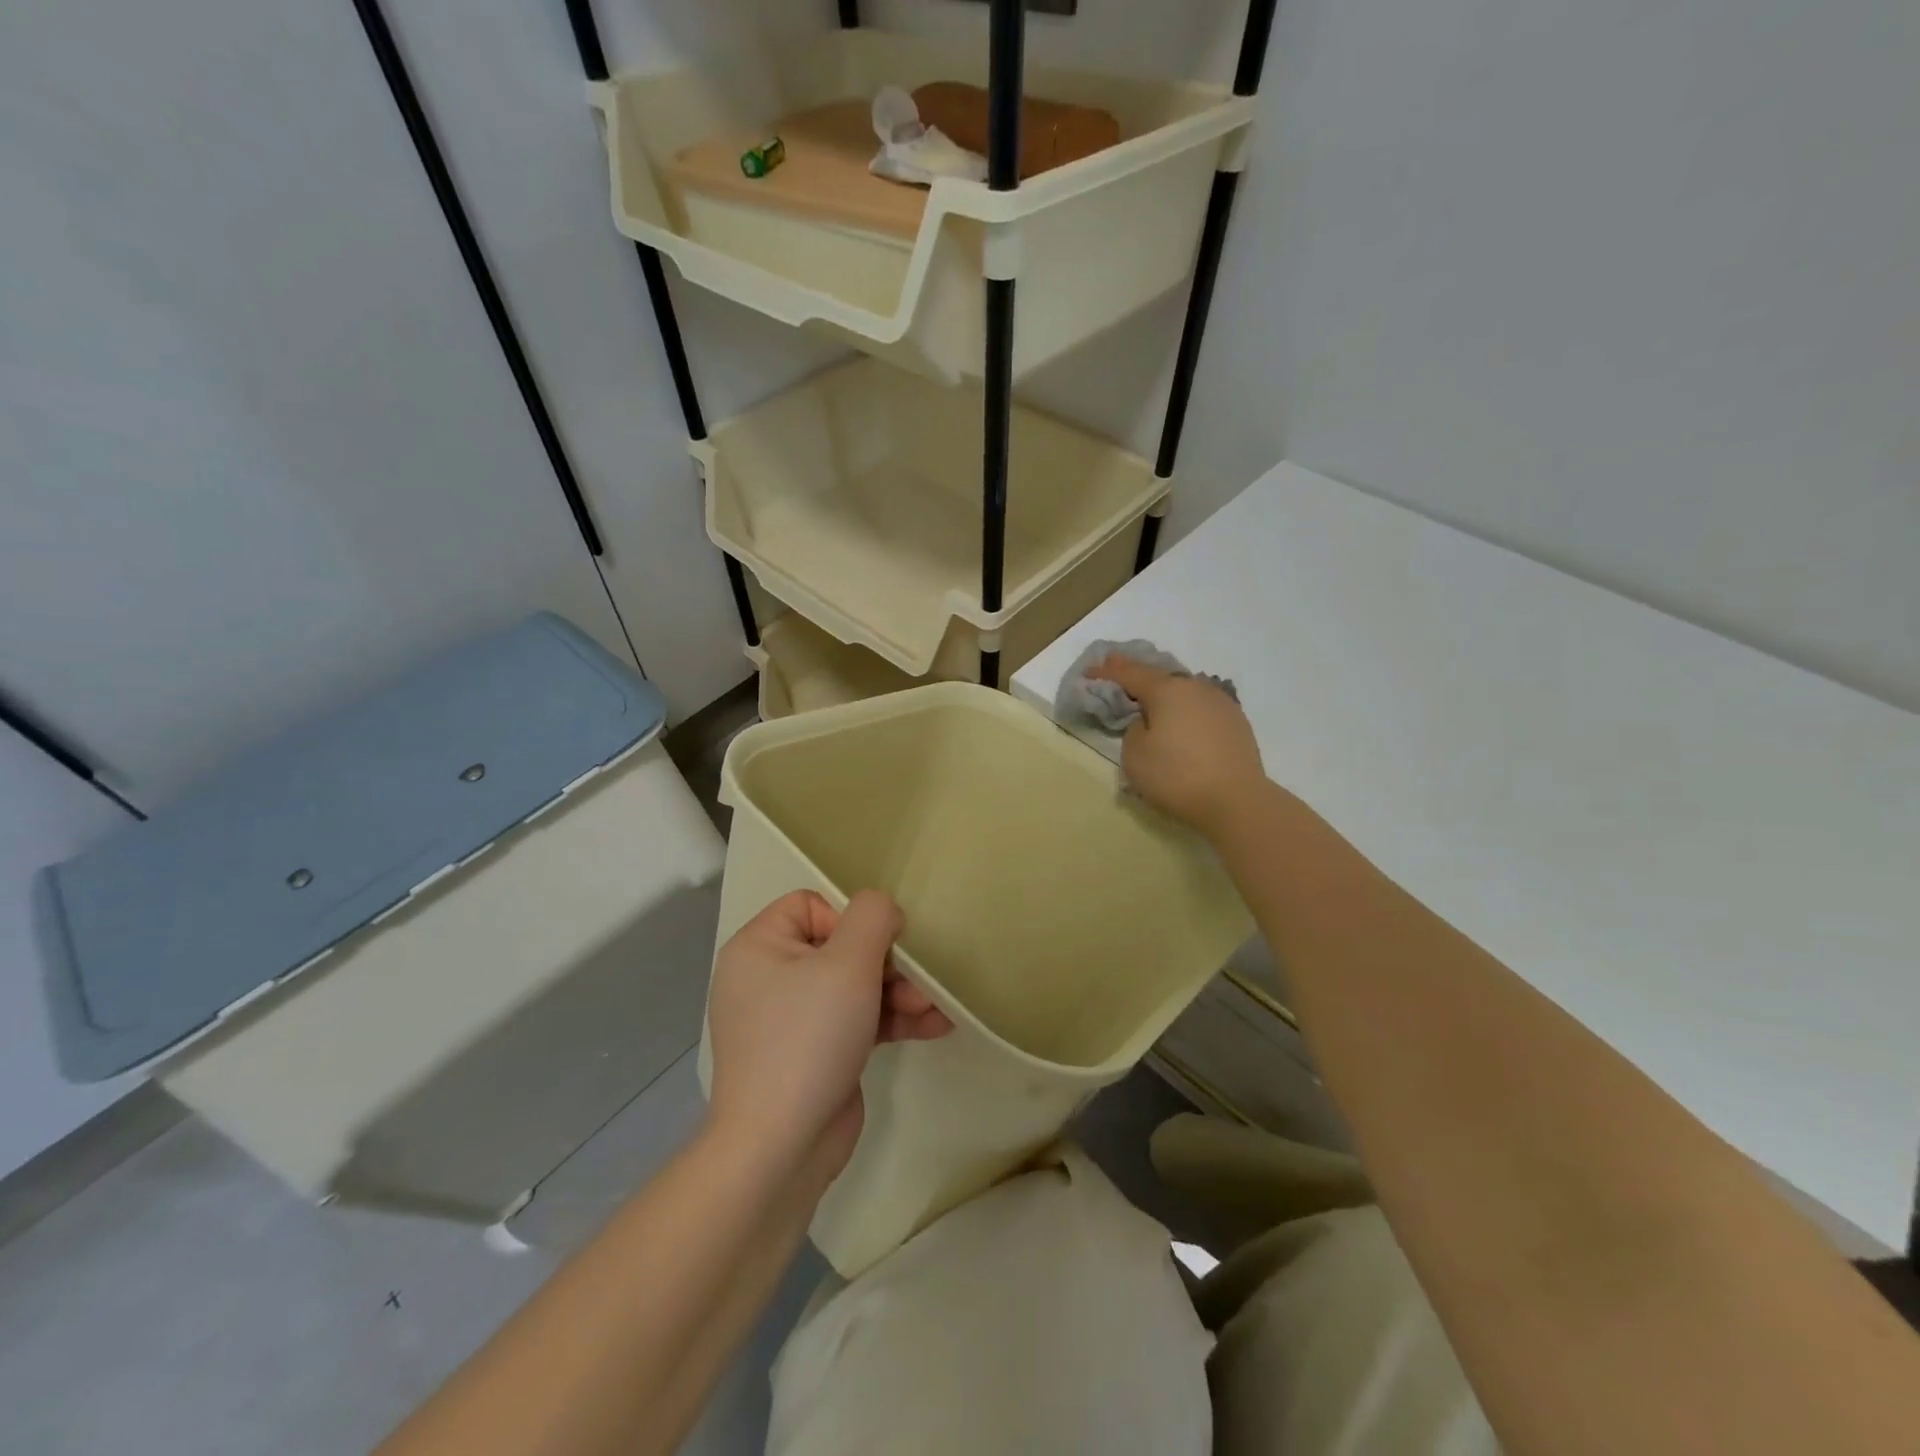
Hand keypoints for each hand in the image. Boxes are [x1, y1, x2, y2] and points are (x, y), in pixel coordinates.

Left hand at [705, 890, 951, 1184]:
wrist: (781, 1147)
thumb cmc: (809, 1037)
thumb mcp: (848, 962)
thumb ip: (872, 917)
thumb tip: (883, 910)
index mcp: (759, 946)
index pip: (811, 905)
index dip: (850, 919)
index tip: (877, 946)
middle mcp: (769, 977)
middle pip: (841, 946)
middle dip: (889, 962)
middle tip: (921, 982)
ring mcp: (792, 1019)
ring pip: (855, 985)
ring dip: (899, 992)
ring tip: (935, 1007)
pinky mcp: (815, 1053)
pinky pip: (856, 1020)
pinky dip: (891, 1021)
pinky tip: (935, 1026)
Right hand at [1087, 657, 1265, 837]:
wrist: (1236, 801)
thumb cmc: (1177, 776)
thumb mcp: (1135, 755)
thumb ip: (1134, 729)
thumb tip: (1149, 722)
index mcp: (1167, 690)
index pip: (1130, 674)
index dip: (1107, 672)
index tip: (1089, 672)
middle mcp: (1196, 688)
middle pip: (1160, 677)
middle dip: (1137, 676)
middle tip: (1117, 673)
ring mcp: (1221, 703)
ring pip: (1184, 691)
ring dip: (1165, 694)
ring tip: (1150, 700)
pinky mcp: (1236, 722)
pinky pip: (1201, 708)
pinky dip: (1185, 710)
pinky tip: (1181, 721)